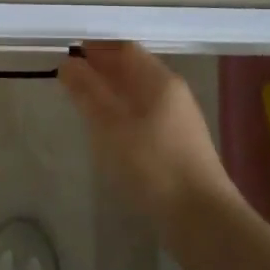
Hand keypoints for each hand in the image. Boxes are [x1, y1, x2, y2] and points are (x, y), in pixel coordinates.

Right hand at [59, 42, 238, 228]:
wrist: (202, 221)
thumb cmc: (154, 165)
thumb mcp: (111, 127)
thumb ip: (87, 93)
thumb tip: (68, 64)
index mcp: (160, 80)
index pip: (125, 48)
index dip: (96, 48)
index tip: (66, 55)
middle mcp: (173, 93)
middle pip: (133, 70)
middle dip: (101, 71)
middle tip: (68, 80)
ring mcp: (178, 121)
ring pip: (138, 95)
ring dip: (110, 94)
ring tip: (81, 105)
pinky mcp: (178, 146)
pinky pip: (144, 118)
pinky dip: (122, 116)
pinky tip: (107, 134)